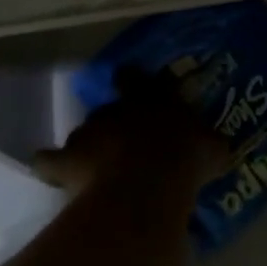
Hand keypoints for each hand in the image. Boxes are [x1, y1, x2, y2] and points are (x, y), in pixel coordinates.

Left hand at [31, 74, 224, 196]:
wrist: (147, 187)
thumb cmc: (186, 160)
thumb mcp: (213, 150)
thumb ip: (209, 143)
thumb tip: (216, 145)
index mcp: (152, 99)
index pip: (134, 78)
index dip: (131, 81)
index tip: (130, 85)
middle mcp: (116, 109)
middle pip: (107, 109)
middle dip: (113, 125)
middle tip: (125, 146)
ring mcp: (87, 133)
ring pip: (82, 135)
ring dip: (88, 148)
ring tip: (97, 170)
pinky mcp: (65, 160)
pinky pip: (50, 162)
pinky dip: (52, 168)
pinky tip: (56, 177)